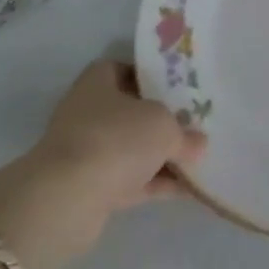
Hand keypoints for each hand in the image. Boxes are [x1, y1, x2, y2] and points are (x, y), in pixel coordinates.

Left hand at [0, 60, 205, 268]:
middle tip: (195, 124)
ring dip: (161, 156)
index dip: (151, 77)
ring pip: (132, 149)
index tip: (180, 88)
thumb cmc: (116, 139)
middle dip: (162, 120)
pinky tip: (188, 189)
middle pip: (131, 112)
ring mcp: (88, 152)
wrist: (68, 198)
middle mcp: (88, 112)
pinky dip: (156, 183)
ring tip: (199, 159)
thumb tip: (198, 143)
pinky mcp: (90, 188)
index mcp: (98, 82)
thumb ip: (184, 133)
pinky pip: (131, 181)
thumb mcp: (164, 126)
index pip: (124, 69)